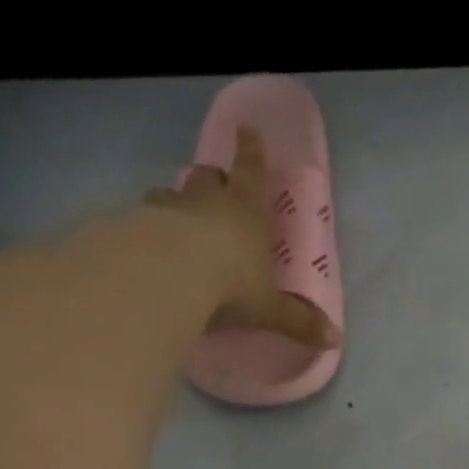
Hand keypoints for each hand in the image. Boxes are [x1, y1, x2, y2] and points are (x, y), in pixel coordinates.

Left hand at [141, 127, 338, 348]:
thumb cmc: (230, 284)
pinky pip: (141, 219)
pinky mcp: (134, 225)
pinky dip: (147, 227)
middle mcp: (207, 202)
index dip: (251, 150)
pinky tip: (146, 246)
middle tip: (215, 188)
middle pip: (208, 177)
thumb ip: (297, 321)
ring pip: (170, 194)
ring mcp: (167, 209)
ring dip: (176, 202)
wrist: (166, 277)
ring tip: (177, 218)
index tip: (247, 129)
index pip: (251, 171)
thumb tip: (334, 340)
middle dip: (214, 180)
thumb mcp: (269, 309)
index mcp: (247, 212)